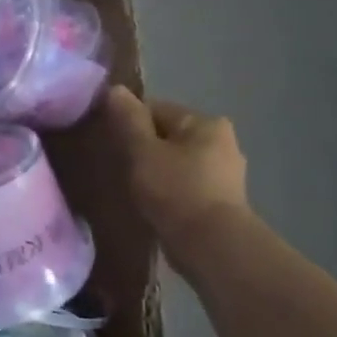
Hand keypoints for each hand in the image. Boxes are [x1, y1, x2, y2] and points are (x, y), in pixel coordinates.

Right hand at [103, 86, 248, 241]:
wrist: (213, 247)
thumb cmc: (176, 190)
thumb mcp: (143, 150)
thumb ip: (128, 119)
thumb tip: (114, 89)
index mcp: (205, 123)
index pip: (156, 109)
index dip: (128, 122)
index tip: (110, 143)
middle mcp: (223, 142)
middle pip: (168, 135)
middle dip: (143, 147)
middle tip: (119, 167)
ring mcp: (226, 174)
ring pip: (177, 162)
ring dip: (156, 171)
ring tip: (133, 188)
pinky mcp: (222, 202)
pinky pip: (186, 186)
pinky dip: (169, 191)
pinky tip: (153, 205)